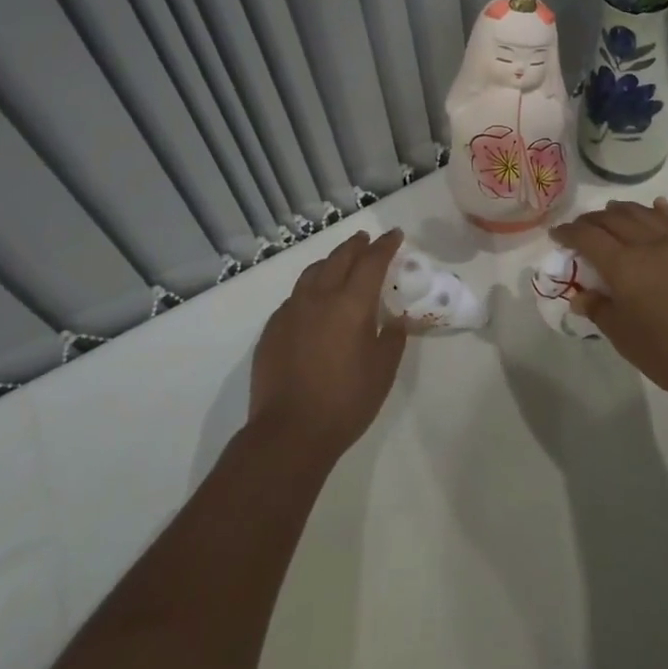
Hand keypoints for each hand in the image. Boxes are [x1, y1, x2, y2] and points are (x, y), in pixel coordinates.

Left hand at [249, 228, 406, 460]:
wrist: (289, 433)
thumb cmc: (345, 402)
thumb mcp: (383, 371)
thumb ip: (392, 338)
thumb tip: (395, 319)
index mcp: (351, 303)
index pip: (372, 261)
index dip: (385, 245)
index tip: (394, 235)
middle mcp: (319, 297)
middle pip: (339, 258)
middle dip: (356, 245)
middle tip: (366, 240)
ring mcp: (291, 310)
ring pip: (312, 272)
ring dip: (330, 262)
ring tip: (340, 263)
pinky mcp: (272, 328)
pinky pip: (294, 297)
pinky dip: (310, 289)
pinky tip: (313, 302)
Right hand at [553, 199, 667, 407]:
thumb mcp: (624, 337)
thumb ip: (599, 309)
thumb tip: (580, 295)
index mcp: (623, 265)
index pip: (587, 237)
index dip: (568, 232)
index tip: (556, 235)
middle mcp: (647, 244)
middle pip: (612, 219)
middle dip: (590, 221)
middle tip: (579, 230)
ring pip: (642, 212)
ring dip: (620, 211)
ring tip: (609, 215)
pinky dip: (658, 210)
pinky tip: (654, 207)